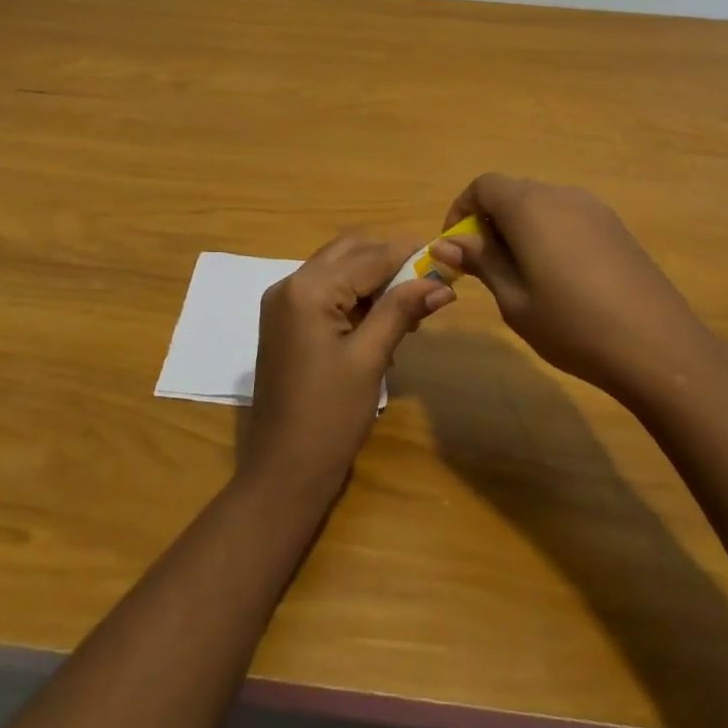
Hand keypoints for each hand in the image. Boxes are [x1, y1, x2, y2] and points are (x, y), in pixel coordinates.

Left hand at [241, 233, 453, 504]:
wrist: (281, 474)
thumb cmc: (329, 418)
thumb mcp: (369, 360)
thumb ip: (400, 311)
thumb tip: (440, 284)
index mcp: (307, 289)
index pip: (367, 256)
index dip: (408, 253)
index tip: (445, 254)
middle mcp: (289, 284)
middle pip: (348, 252)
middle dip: (389, 260)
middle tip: (429, 280)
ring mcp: (283, 303)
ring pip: (337, 269)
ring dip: (373, 278)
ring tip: (412, 305)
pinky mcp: (284, 323)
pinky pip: (324, 292)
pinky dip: (354, 296)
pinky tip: (383, 320)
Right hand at [427, 174, 705, 398]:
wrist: (660, 348)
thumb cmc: (573, 326)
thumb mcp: (514, 300)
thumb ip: (481, 262)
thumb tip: (445, 243)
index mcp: (529, 206)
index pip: (483, 185)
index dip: (462, 210)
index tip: (457, 247)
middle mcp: (560, 194)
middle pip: (512, 191)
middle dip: (490, 221)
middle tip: (486, 266)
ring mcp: (593, 208)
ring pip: (541, 203)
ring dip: (520, 227)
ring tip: (522, 275)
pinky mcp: (615, 226)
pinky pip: (568, 216)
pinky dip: (549, 233)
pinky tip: (560, 277)